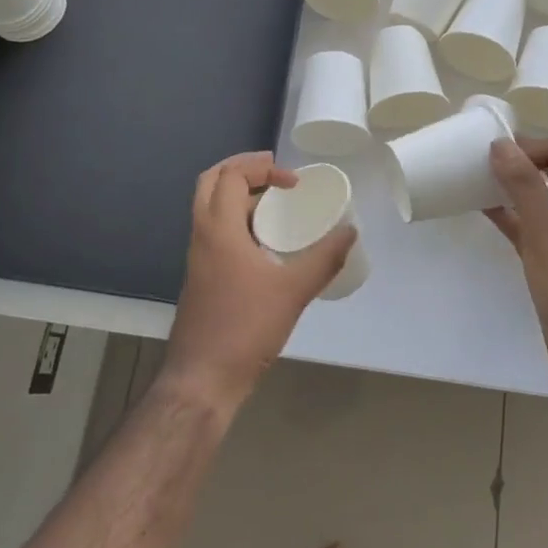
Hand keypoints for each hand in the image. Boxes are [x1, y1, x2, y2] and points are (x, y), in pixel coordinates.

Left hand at [162, 151, 356, 412]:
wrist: (202, 379)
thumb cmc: (245, 328)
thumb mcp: (293, 291)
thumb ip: (325, 258)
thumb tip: (350, 231)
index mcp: (219, 229)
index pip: (231, 175)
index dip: (262, 168)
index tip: (293, 183)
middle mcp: (202, 236)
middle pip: (210, 181)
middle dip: (242, 169)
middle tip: (274, 173)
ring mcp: (197, 258)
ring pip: (209, 207)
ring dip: (238, 195)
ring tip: (274, 204)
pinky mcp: (200, 277)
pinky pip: (214, 231)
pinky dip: (235, 220)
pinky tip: (264, 243)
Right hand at [485, 137, 547, 382]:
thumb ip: (525, 186)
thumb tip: (500, 144)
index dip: (529, 146)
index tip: (492, 151)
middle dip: (518, 164)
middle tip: (479, 161)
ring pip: (539, 202)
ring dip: (511, 189)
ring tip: (475, 180)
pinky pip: (530, 230)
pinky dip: (509, 217)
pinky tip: (484, 211)